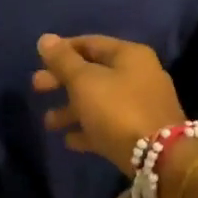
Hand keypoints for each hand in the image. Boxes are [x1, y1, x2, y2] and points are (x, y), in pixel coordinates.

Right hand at [33, 34, 186, 176]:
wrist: (161, 159)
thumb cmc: (118, 110)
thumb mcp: (84, 81)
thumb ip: (63, 61)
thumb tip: (45, 38)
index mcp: (129, 55)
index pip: (90, 43)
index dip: (63, 50)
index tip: (39, 61)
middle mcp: (139, 74)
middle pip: (93, 72)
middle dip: (63, 80)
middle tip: (36, 88)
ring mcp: (142, 104)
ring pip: (100, 100)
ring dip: (72, 109)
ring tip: (49, 123)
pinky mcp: (142, 132)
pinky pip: (109, 124)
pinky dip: (89, 128)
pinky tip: (69, 140)